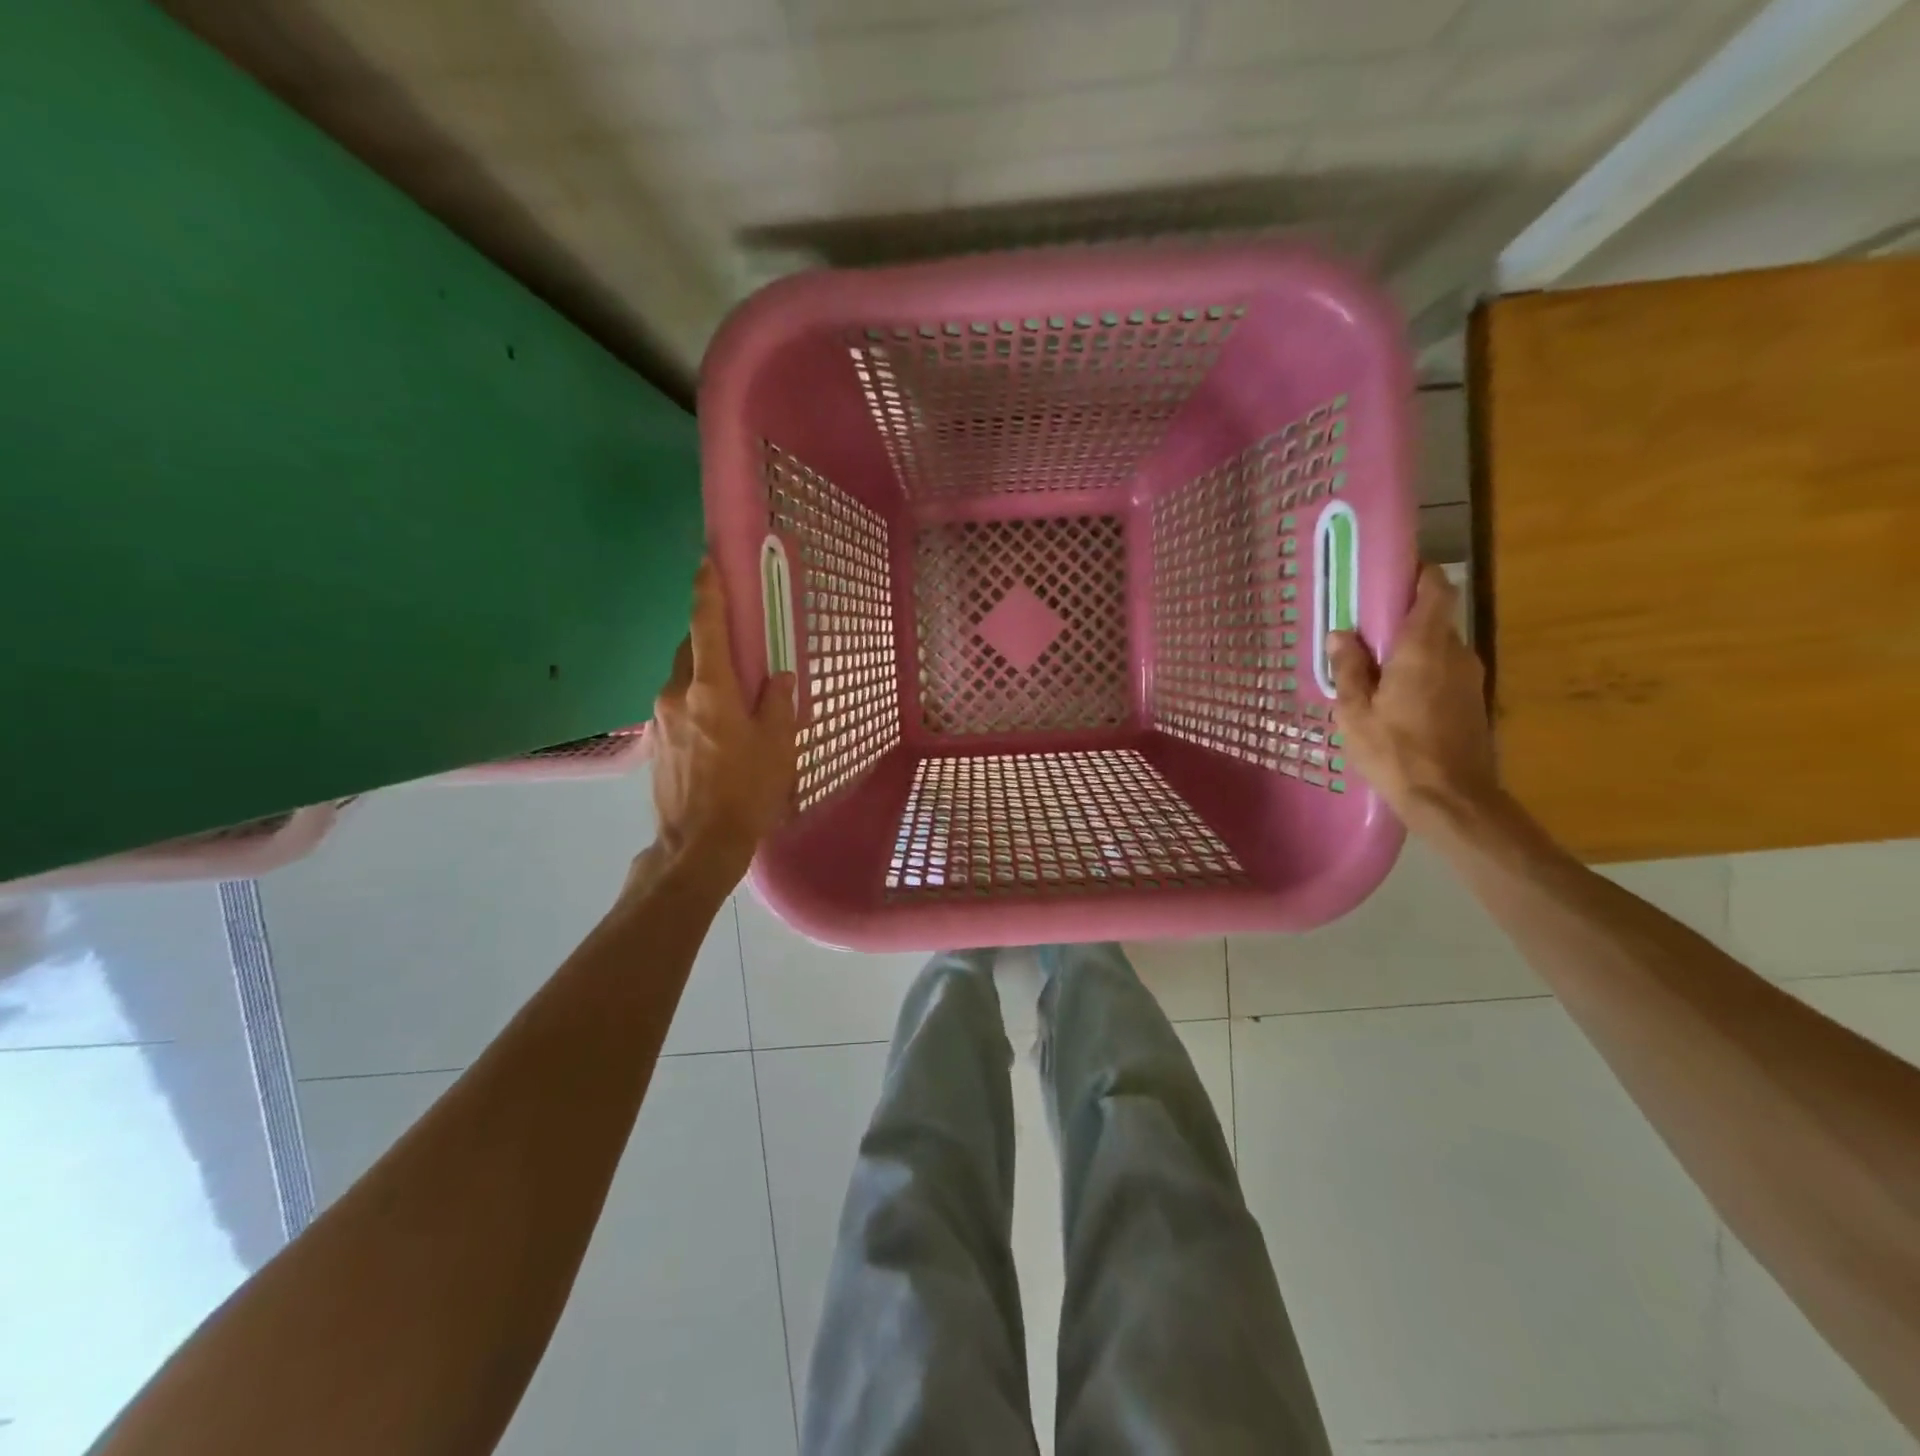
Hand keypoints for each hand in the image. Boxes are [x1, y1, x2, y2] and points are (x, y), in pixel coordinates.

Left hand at [645, 560, 797, 888]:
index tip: (708, 562)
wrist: (698, 844)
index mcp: (709, 689)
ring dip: (706, 674)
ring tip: (735, 696)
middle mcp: (676, 694)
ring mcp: (660, 718)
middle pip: (692, 649)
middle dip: (712, 639)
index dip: (708, 590)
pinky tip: (719, 728)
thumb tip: (780, 676)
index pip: (706, 625)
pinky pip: (678, 704)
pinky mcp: (656, 741)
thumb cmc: (746, 791)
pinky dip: (697, 700)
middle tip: (741, 647)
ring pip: (683, 678)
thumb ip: (779, 702)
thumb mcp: (778, 745)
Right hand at [1327, 564, 1498, 833]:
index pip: (1435, 589)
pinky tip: (1392, 698)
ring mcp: (1469, 679)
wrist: (1453, 800)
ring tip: (1371, 669)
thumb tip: (1341, 634)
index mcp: (1424, 648)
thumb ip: (1349, 669)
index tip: (1388, 574)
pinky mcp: (1472, 702)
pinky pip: (1442, 672)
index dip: (1417, 574)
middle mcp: (1455, 653)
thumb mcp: (1355, 712)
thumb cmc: (1396, 752)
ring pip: (1437, 648)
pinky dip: (1419, 673)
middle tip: (1362, 631)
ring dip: (1408, 650)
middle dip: (1401, 618)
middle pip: (1433, 618)